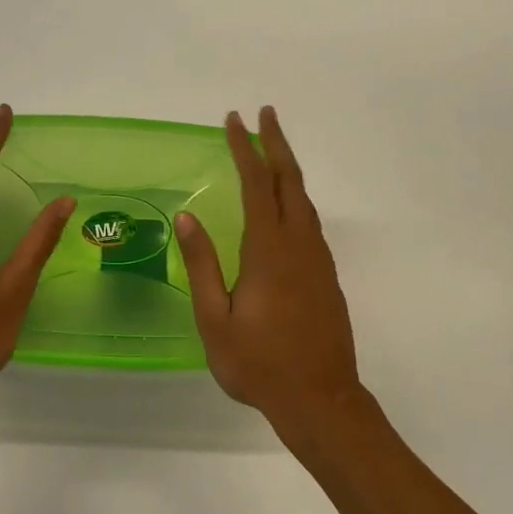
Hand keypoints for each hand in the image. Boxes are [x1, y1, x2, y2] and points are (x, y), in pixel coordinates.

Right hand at [176, 108, 363, 438]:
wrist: (321, 400)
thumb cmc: (259, 364)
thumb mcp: (216, 320)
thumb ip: (202, 265)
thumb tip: (186, 217)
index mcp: (269, 251)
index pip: (257, 184)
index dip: (245, 149)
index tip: (234, 120)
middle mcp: (299, 245)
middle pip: (290, 181)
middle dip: (276, 143)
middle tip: (264, 113)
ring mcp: (318, 260)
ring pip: (304, 200)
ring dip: (288, 168)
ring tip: (273, 149)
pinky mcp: (326, 276)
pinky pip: (310, 221)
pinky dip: (296, 197)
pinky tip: (286, 205)